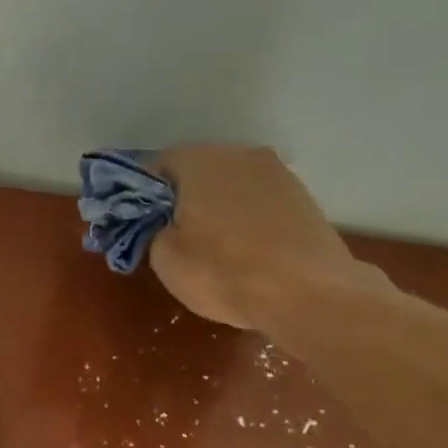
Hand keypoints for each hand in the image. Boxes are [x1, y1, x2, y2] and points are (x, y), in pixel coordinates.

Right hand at [150, 144, 388, 328]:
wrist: (308, 293)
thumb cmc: (223, 272)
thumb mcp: (164, 257)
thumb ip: (151, 228)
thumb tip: (159, 221)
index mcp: (198, 160)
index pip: (155, 166)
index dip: (141, 196)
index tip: (139, 224)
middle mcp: (239, 154)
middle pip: (196, 171)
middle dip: (180, 199)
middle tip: (172, 237)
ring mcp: (276, 173)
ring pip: (229, 185)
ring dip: (215, 207)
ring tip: (210, 246)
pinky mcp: (301, 195)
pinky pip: (257, 201)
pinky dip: (244, 218)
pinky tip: (243, 249)